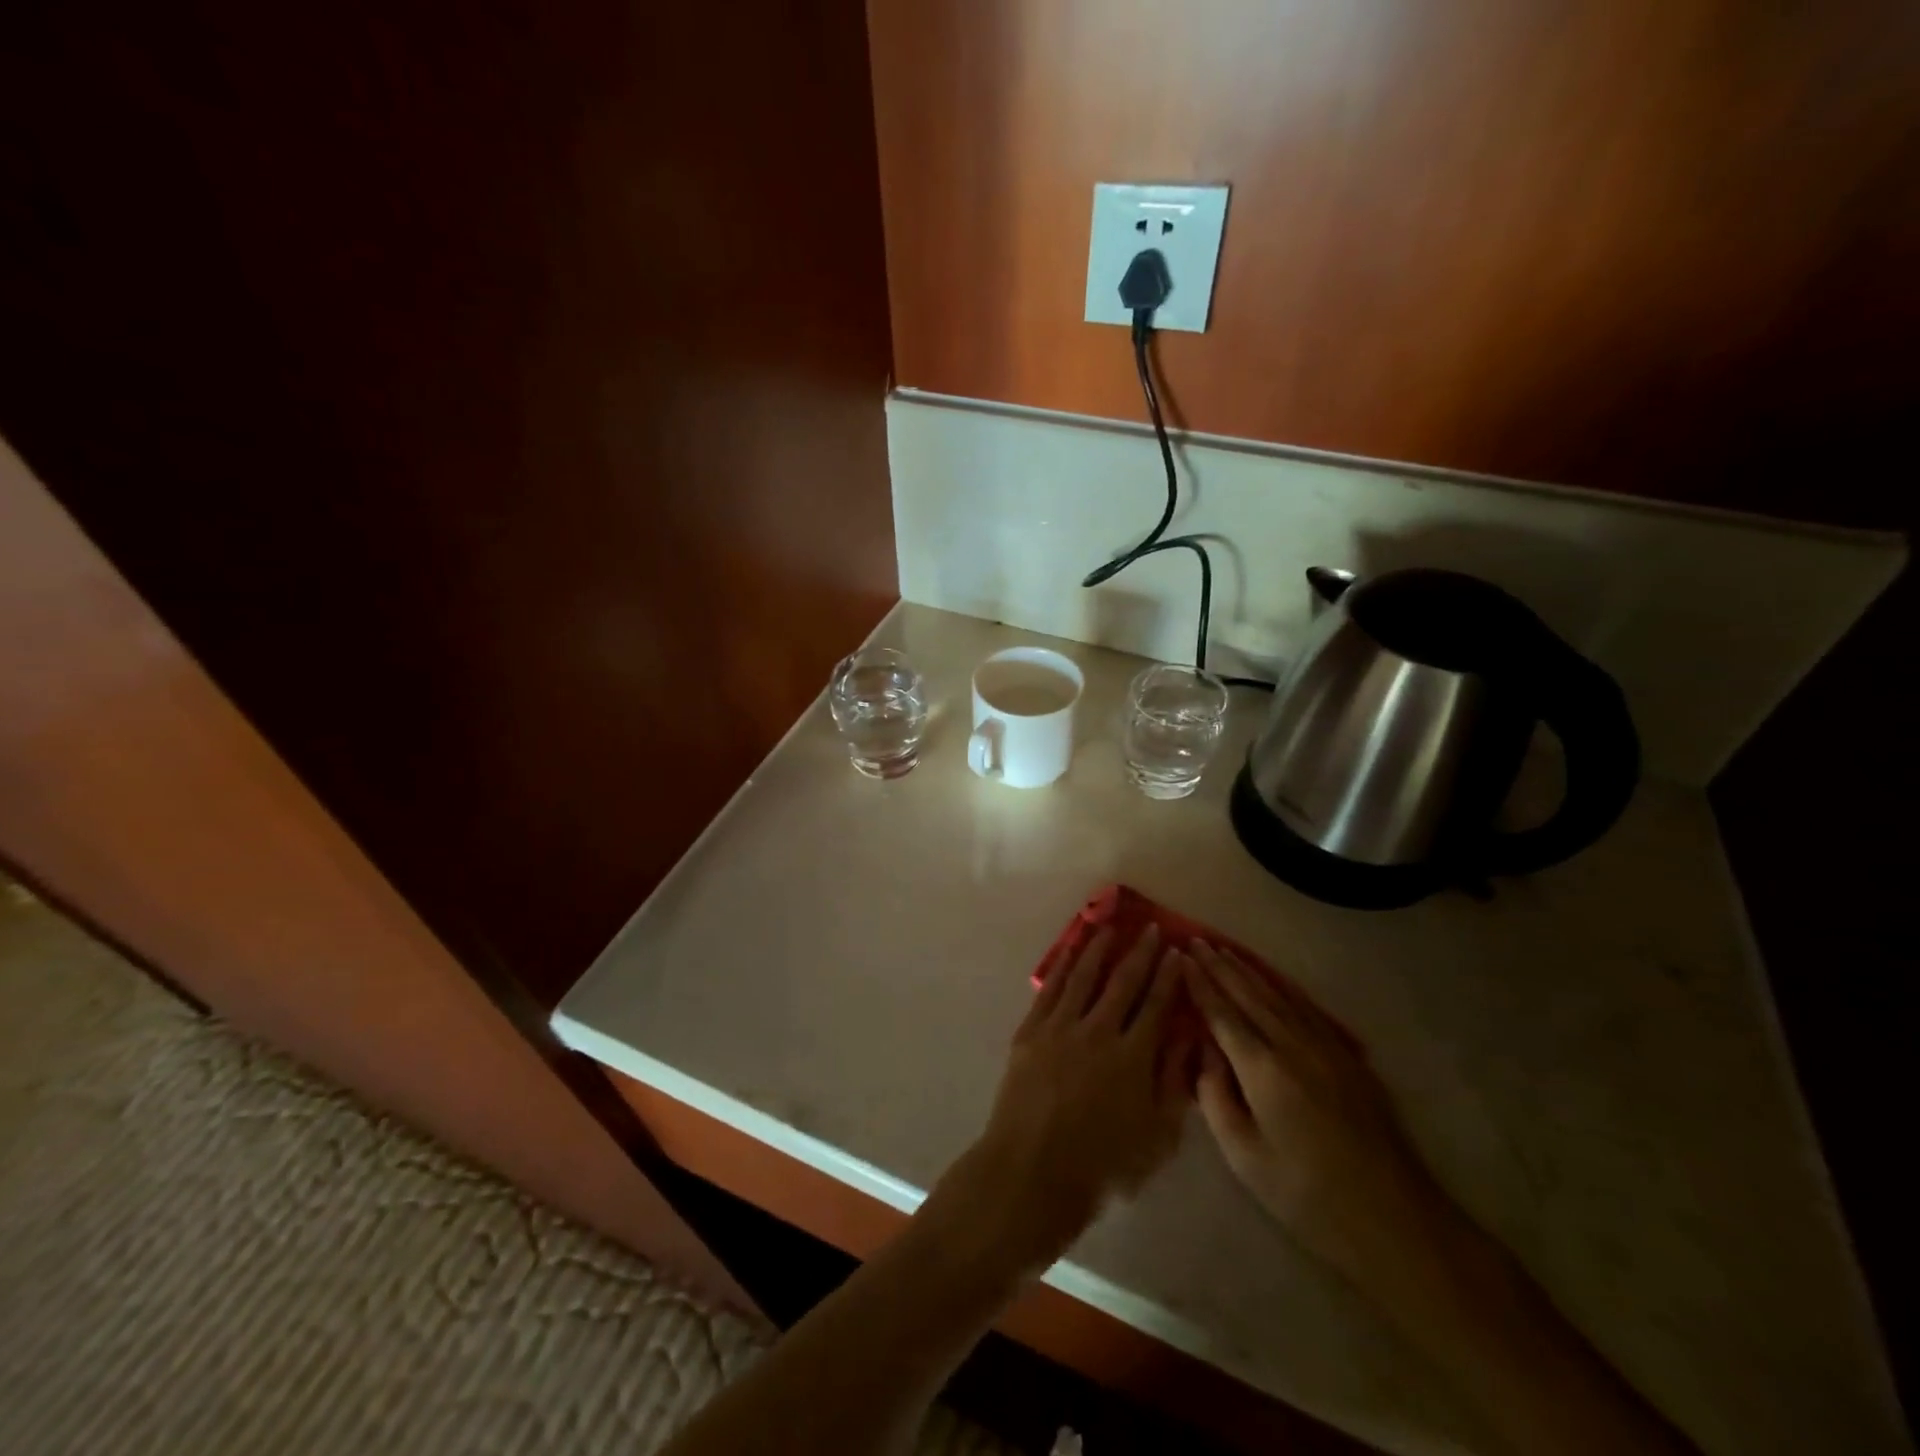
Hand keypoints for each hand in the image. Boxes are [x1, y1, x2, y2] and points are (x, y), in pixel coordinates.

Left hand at [952, 926, 1193, 1271]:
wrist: (1031, 1172)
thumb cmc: (1102, 1166)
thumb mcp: (1157, 1138)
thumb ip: (1174, 1083)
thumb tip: (1189, 1036)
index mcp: (1133, 1057)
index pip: (1158, 1005)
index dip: (1169, 977)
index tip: (1177, 952)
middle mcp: (1098, 1031)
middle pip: (1123, 982)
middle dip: (1140, 953)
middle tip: (1151, 928)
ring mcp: (1060, 1028)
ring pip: (1084, 976)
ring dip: (1099, 948)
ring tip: (1110, 926)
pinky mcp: (1030, 1031)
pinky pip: (1050, 989)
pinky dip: (1063, 965)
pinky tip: (1071, 951)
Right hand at [1186, 940, 1438, 1273]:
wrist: (1393, 1219)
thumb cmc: (1306, 1195)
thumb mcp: (1244, 1157)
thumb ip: (1216, 1098)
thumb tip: (1205, 1054)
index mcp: (1263, 1070)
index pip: (1222, 1014)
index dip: (1200, 984)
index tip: (1182, 957)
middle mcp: (1293, 1046)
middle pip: (1249, 995)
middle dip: (1220, 966)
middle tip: (1197, 940)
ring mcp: (1326, 1048)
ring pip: (1279, 996)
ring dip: (1249, 971)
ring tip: (1226, 950)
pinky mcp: (1349, 1058)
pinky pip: (1307, 1009)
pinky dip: (1283, 988)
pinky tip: (1274, 981)